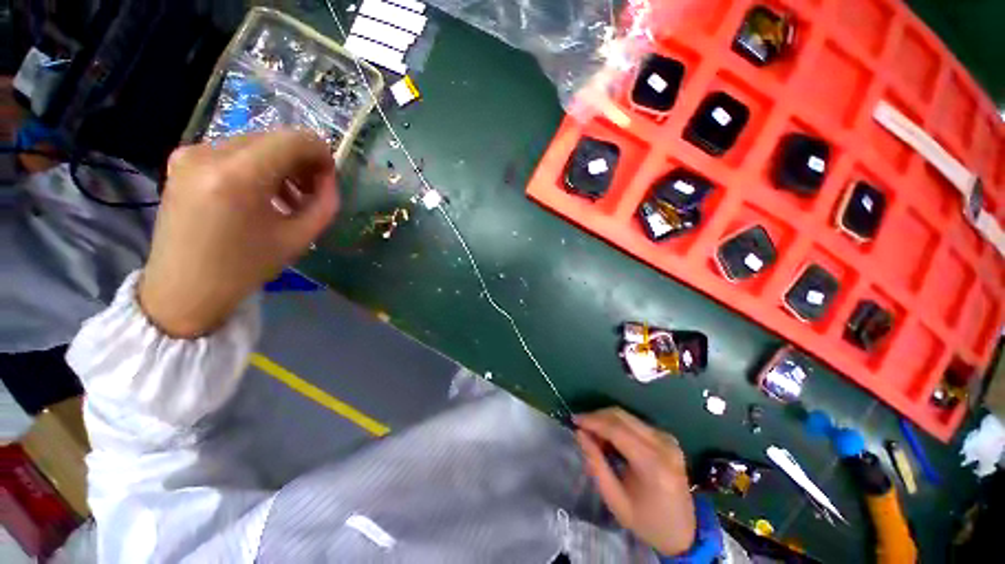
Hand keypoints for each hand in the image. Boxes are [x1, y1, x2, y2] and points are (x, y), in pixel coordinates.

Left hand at [139, 131, 338, 337]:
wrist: (183, 289)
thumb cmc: (245, 268)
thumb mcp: (299, 239)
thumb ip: (324, 203)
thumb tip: (329, 179)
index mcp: (238, 176)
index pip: (294, 140)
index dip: (321, 154)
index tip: (328, 179)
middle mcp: (208, 153)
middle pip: (274, 138)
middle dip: (301, 162)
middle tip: (311, 192)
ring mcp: (190, 153)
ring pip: (255, 144)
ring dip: (280, 165)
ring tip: (288, 198)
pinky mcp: (182, 160)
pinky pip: (234, 152)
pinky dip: (257, 167)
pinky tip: (262, 194)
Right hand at [575, 408, 695, 556]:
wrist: (684, 532)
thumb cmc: (647, 522)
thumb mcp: (615, 500)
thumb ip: (596, 464)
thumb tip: (580, 433)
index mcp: (653, 464)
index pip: (617, 430)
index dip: (593, 421)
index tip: (574, 420)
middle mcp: (663, 444)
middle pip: (622, 416)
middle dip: (597, 416)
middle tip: (580, 426)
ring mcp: (667, 438)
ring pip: (627, 416)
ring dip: (606, 419)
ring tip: (593, 434)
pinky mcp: (667, 437)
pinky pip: (635, 422)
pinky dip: (618, 425)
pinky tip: (609, 437)